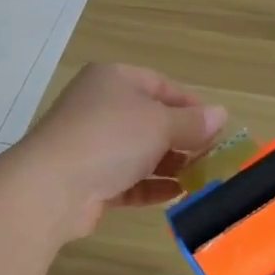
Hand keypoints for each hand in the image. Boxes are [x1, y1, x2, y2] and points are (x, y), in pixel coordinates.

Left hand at [13, 63, 226, 240]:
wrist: (52, 186)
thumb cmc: (111, 139)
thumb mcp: (160, 123)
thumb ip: (192, 122)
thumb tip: (221, 115)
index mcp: (113, 80)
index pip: (159, 84)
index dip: (190, 104)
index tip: (216, 126)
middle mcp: (99, 107)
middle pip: (150, 120)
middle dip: (182, 138)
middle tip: (211, 155)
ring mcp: (91, 145)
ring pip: (139, 152)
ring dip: (169, 165)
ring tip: (200, 178)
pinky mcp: (89, 180)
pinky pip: (127, 180)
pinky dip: (151, 186)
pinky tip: (177, 194)